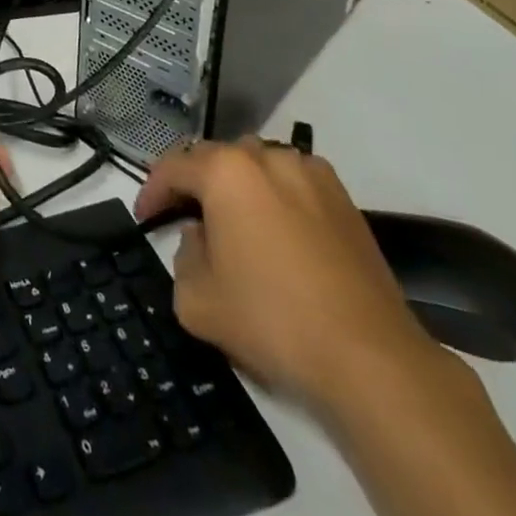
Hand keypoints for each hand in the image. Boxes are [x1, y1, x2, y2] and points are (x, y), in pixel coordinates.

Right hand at [134, 138, 438, 416]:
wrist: (369, 358)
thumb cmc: (272, 321)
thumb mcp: (196, 301)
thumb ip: (182, 258)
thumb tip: (199, 239)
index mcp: (225, 172)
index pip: (173, 167)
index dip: (152, 191)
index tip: (145, 217)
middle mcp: (265, 158)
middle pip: (215, 158)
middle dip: (195, 184)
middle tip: (185, 219)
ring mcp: (309, 173)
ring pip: (257, 164)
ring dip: (237, 186)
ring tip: (234, 223)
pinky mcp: (343, 198)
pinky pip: (294, 181)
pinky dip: (277, 195)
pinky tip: (280, 233)